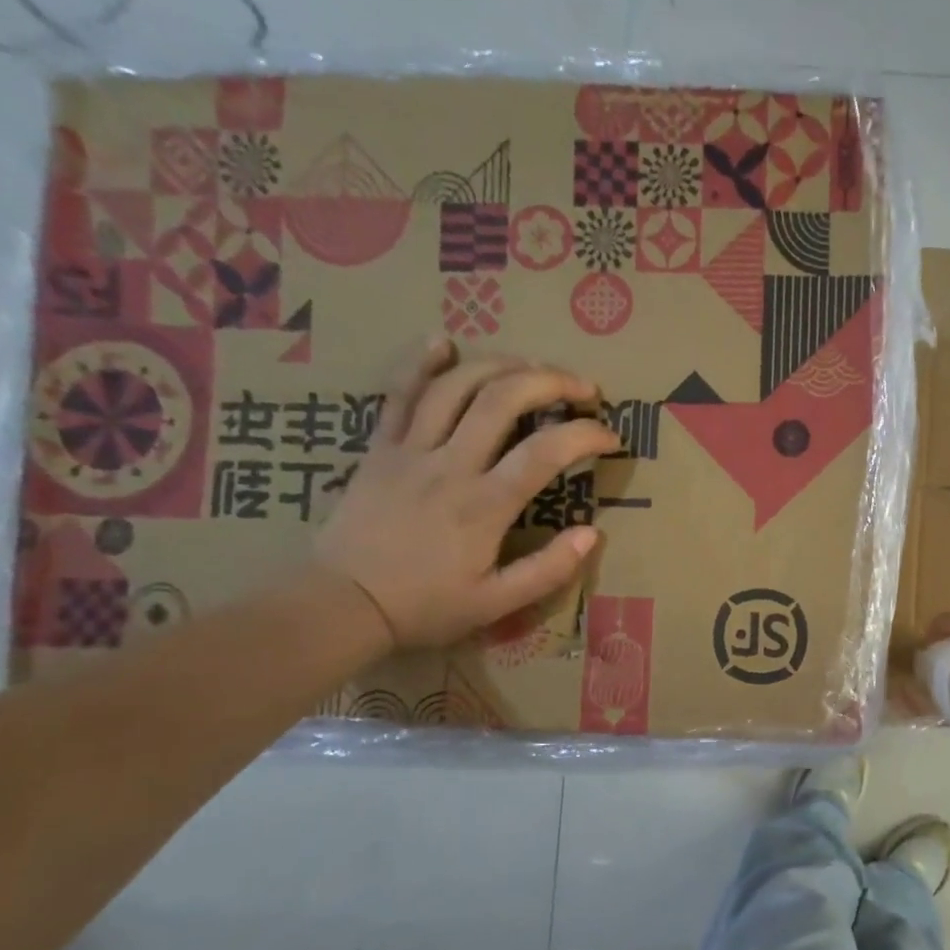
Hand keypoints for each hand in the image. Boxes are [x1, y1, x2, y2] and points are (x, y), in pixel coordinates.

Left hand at [315, 338, 619, 648]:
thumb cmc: (424, 606)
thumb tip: (593, 533)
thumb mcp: (497, 603)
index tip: (610, 437)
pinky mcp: (381, 448)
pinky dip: (422, 363)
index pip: (546, 451)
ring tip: (534, 366)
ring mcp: (410, 450)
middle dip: (552, 381)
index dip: (586, 434)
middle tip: (583, 387)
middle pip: (503, 399)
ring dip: (502, 365)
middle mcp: (450, 465)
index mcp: (484, 505)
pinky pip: (400, 395)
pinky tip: (444, 342)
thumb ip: (549, 570)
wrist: (339, 604)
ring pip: (456, 386)